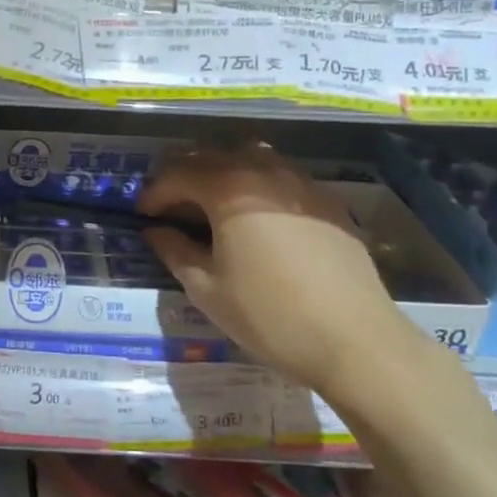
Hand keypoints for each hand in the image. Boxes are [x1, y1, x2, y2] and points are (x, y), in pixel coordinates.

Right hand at [138, 146, 416, 393]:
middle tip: (171, 205)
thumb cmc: (269, 315)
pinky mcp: (327, 200)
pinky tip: (258, 215)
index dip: (154, 193)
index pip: (178, 175)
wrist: (354, 340)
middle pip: (213, 156)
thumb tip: (156, 232)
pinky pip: (282, 175)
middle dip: (184, 175)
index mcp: (229, 189)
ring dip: (223, 171)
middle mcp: (264, 172)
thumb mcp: (207, 289)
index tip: (142, 215)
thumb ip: (175, 252)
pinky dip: (258, 182)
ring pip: (251, 156)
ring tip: (212, 202)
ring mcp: (300, 183)